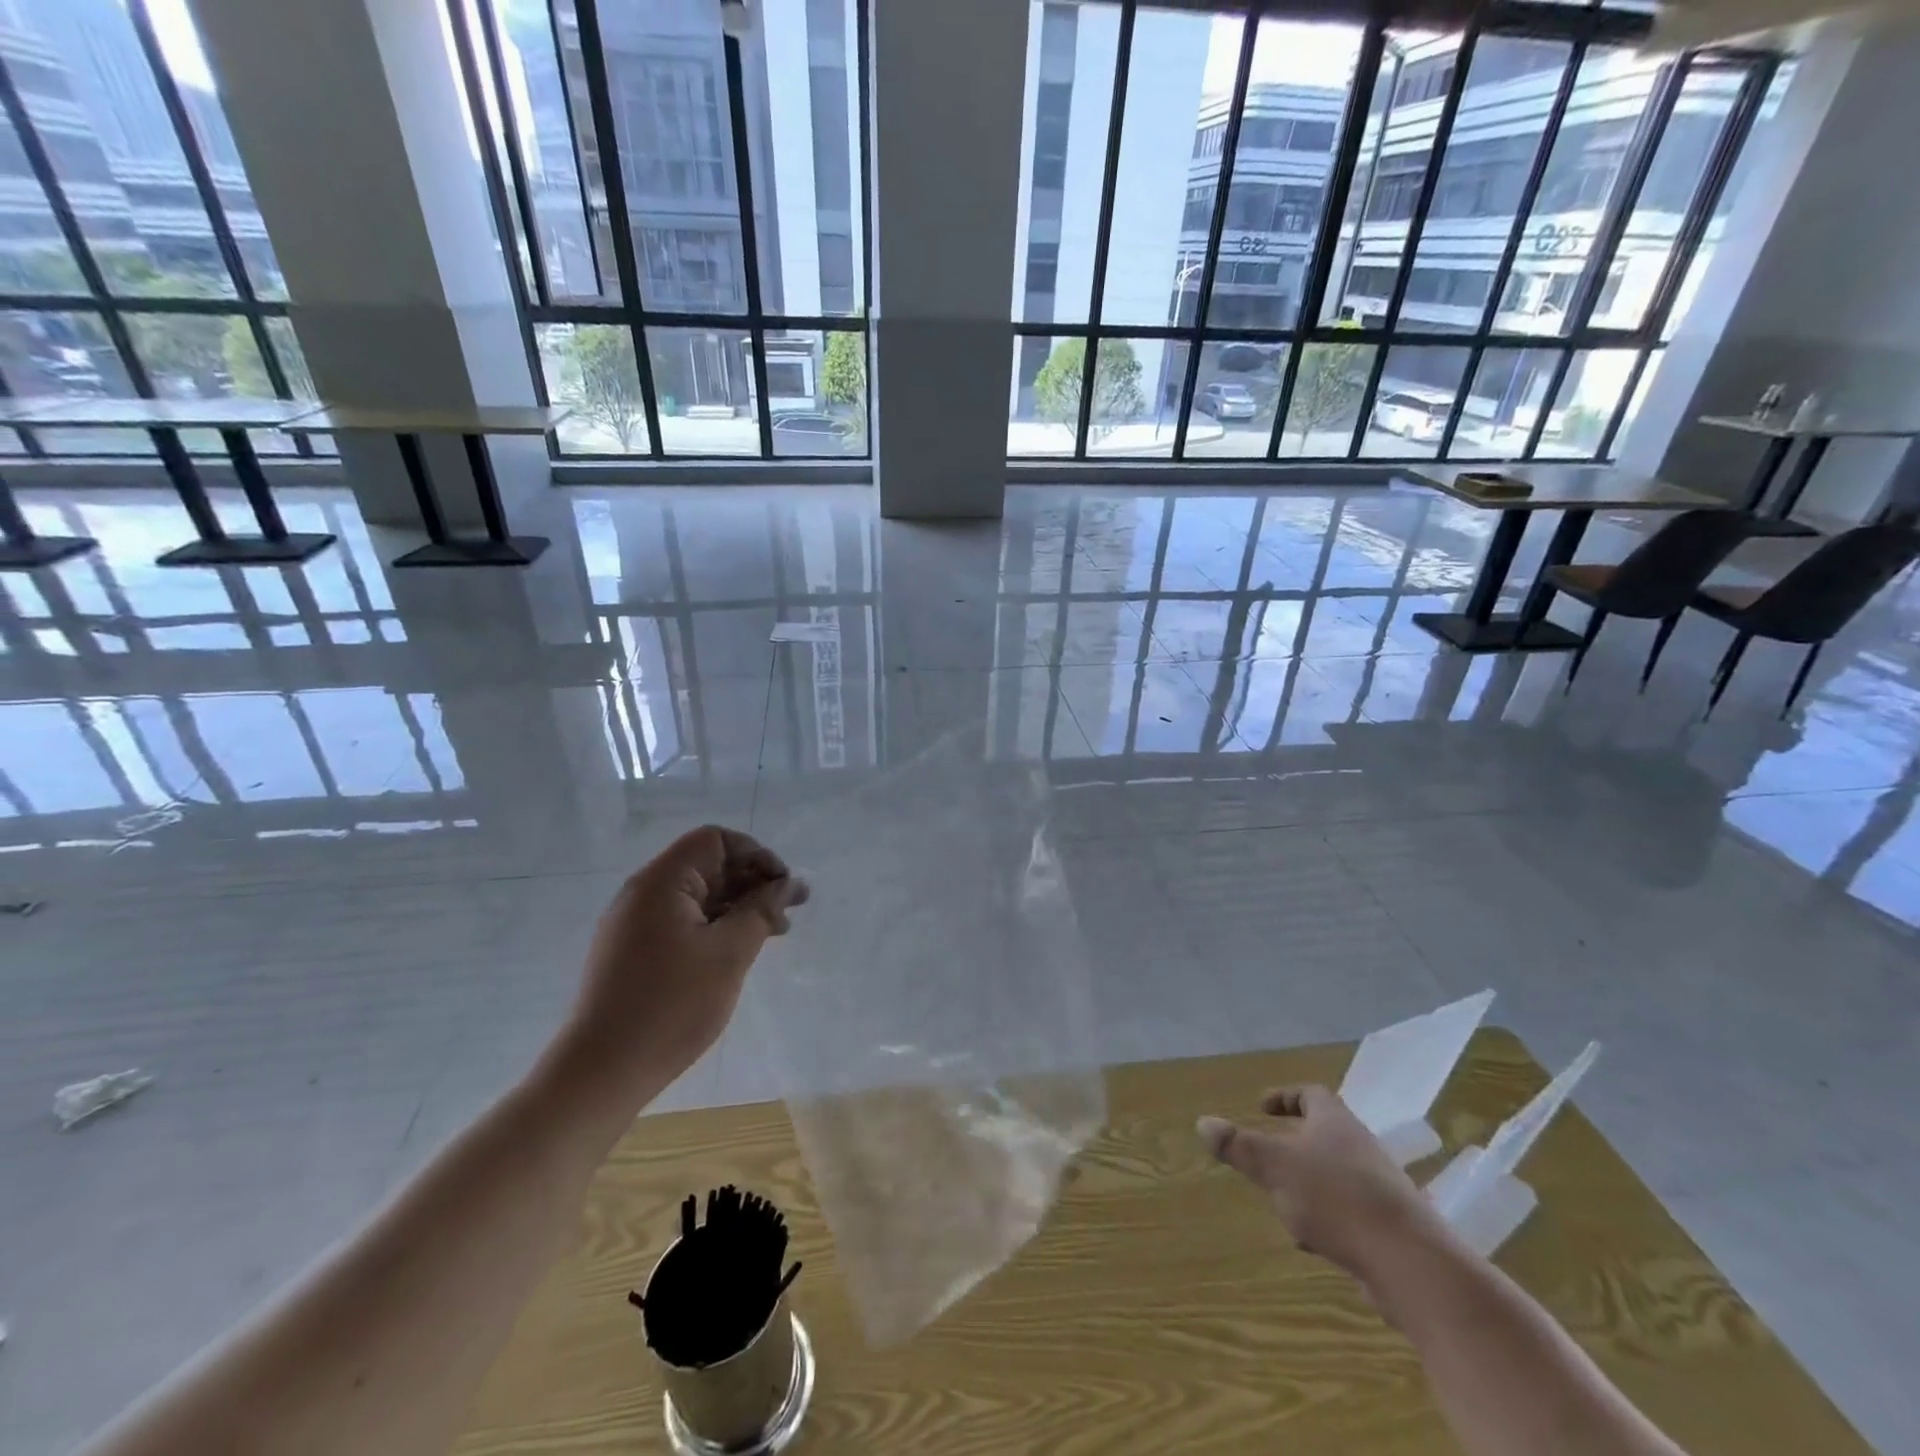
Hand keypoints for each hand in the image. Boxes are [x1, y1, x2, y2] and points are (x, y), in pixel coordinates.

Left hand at [558, 826, 807, 1095]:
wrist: (600, 1074)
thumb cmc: (671, 1006)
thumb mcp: (729, 953)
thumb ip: (762, 909)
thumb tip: (788, 883)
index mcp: (661, 882)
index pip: (716, 840)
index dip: (756, 855)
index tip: (782, 889)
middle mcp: (643, 893)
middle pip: (707, 865)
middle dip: (752, 882)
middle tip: (790, 913)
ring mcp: (634, 924)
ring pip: (697, 896)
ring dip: (737, 907)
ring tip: (773, 934)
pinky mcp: (632, 952)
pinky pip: (682, 921)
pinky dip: (715, 927)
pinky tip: (737, 952)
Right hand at [1198, 1086, 1451, 1284]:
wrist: (1412, 1264)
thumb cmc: (1337, 1198)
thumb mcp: (1275, 1166)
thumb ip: (1238, 1145)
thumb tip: (1203, 1122)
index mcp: (1335, 1122)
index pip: (1311, 1094)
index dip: (1285, 1097)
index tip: (1261, 1107)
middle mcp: (1360, 1147)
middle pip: (1323, 1135)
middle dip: (1291, 1146)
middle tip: (1265, 1156)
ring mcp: (1379, 1188)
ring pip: (1333, 1175)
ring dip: (1305, 1184)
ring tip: (1280, 1203)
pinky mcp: (1389, 1227)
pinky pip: (1348, 1211)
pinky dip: (1325, 1217)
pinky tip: (1312, 1241)